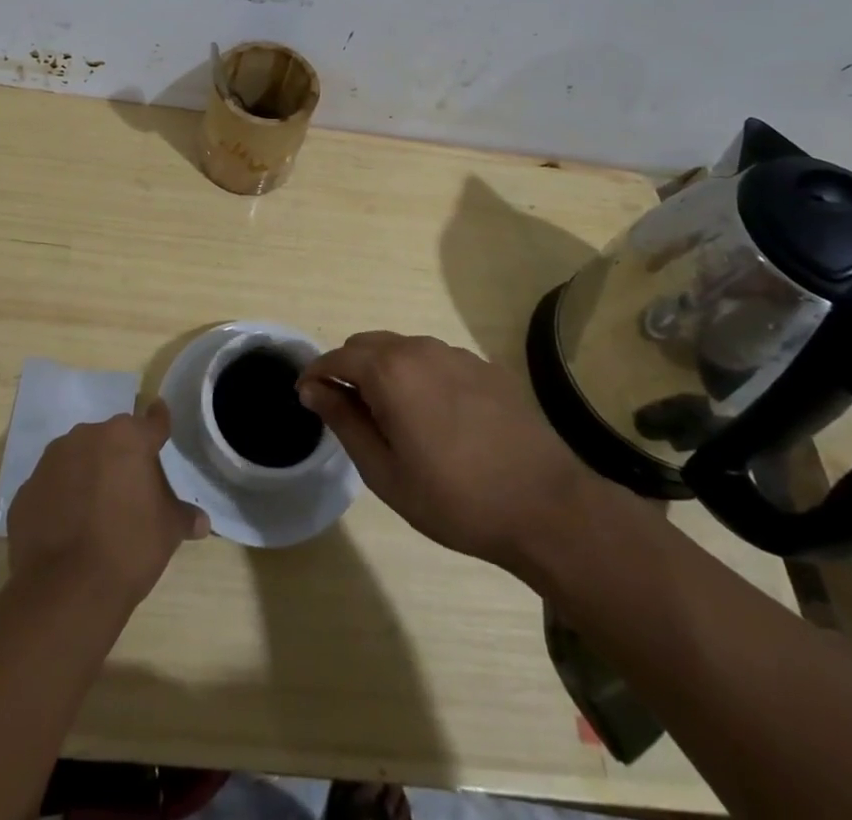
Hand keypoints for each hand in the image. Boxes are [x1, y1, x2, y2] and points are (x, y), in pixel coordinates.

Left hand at [7, 401, 209, 606]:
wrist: (64, 591)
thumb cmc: (128, 548)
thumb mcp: (168, 531)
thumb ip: (183, 516)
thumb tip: (202, 521)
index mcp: (127, 437)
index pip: (152, 421)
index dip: (159, 424)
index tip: (161, 419)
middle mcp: (87, 436)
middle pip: (111, 439)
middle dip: (121, 456)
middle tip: (130, 487)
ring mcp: (51, 461)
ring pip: (78, 457)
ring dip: (88, 473)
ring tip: (96, 508)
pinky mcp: (26, 490)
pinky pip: (52, 486)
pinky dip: (61, 498)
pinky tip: (68, 526)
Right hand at [299, 331, 606, 570]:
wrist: (545, 506)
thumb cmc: (454, 498)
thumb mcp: (385, 471)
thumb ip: (344, 421)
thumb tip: (313, 390)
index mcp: (390, 371)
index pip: (337, 357)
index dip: (315, 375)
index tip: (306, 398)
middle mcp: (420, 349)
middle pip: (367, 345)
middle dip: (348, 369)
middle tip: (348, 412)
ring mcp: (456, 354)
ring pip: (402, 349)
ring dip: (384, 371)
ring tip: (392, 417)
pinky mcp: (484, 367)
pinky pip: (435, 360)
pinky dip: (419, 376)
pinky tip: (436, 417)